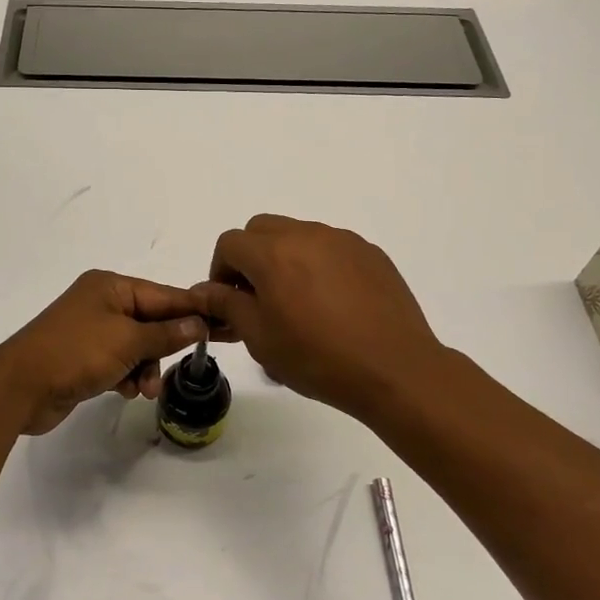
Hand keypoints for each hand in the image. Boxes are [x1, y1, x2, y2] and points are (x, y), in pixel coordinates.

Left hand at [0, 271, 209, 435]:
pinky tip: (125, 391)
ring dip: (146, 367)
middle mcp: (102, 302)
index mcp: (111, 286)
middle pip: (152, 321)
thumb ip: (166, 334)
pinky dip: (127, 375)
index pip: (164, 295)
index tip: (226, 320)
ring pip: (137, 346)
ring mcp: (91, 330)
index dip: (195, 310)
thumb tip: (199, 323)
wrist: (19, 387)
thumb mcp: (127, 341)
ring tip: (145, 389)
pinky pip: (119, 361)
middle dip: (166, 345)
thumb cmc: (75, 353)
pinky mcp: (83, 357)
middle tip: (193, 361)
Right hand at [196, 214, 448, 422]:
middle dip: (250, 257)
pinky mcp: (370, 253)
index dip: (220, 272)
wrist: (395, 370)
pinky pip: (331, 247)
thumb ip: (227, 305)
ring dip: (285, 258)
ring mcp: (342, 240)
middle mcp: (306, 234)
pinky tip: (332, 304)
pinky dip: (319, 265)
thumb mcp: (260, 338)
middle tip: (258, 297)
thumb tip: (204, 290)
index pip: (229, 243)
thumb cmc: (318, 358)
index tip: (230, 302)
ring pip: (298, 234)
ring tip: (299, 303)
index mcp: (273, 253)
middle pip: (262, 229)